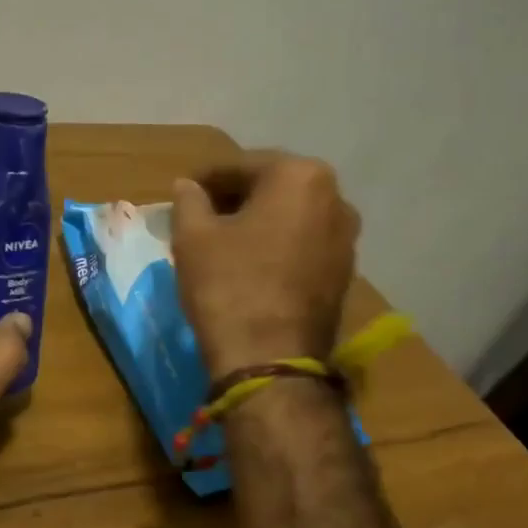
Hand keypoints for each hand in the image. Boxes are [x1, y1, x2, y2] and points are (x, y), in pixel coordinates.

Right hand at [170, 153, 359, 379]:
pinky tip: (249, 267)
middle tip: (199, 218)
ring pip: (289, 218)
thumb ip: (189, 200)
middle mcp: (335, 199)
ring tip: (222, 244)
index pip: (240, 166)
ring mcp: (346, 239)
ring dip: (257, 224)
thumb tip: (187, 186)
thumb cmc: (228, 286)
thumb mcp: (193, 237)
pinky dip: (276, 248)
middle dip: (234, 199)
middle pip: (271, 189)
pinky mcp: (344, 274)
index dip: (205, 180)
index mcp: (300, 176)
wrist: (270, 360)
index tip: (181, 194)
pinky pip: (302, 246)